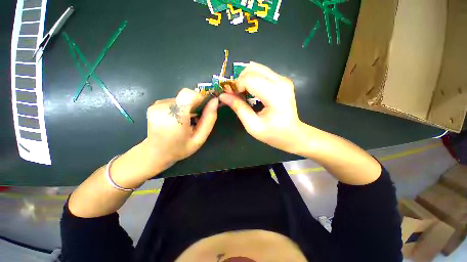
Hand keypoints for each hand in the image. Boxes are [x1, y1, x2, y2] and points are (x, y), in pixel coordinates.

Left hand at [145, 88, 218, 171]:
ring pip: (181, 98)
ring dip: (187, 107)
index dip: (199, 98)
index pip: (188, 94)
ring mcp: (156, 105)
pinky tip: (177, 119)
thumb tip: (215, 101)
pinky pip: (174, 100)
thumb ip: (209, 120)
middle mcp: (163, 108)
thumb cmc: (180, 148)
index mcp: (175, 118)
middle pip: (186, 95)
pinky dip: (179, 107)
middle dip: (195, 104)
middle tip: (195, 118)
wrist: (156, 153)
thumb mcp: (200, 138)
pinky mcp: (154, 105)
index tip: (203, 108)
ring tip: (185, 121)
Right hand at [219, 62, 303, 153]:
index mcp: (275, 95)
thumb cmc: (273, 134)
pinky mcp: (282, 80)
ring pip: (256, 68)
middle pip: (252, 69)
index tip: (230, 96)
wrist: (293, 134)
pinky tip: (250, 91)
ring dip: (245, 79)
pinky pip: (262, 72)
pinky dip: (252, 79)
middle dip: (239, 80)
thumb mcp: (252, 125)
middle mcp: (281, 82)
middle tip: (235, 94)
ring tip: (242, 93)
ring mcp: (283, 79)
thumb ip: (238, 108)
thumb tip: (223, 95)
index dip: (236, 85)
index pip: (249, 79)